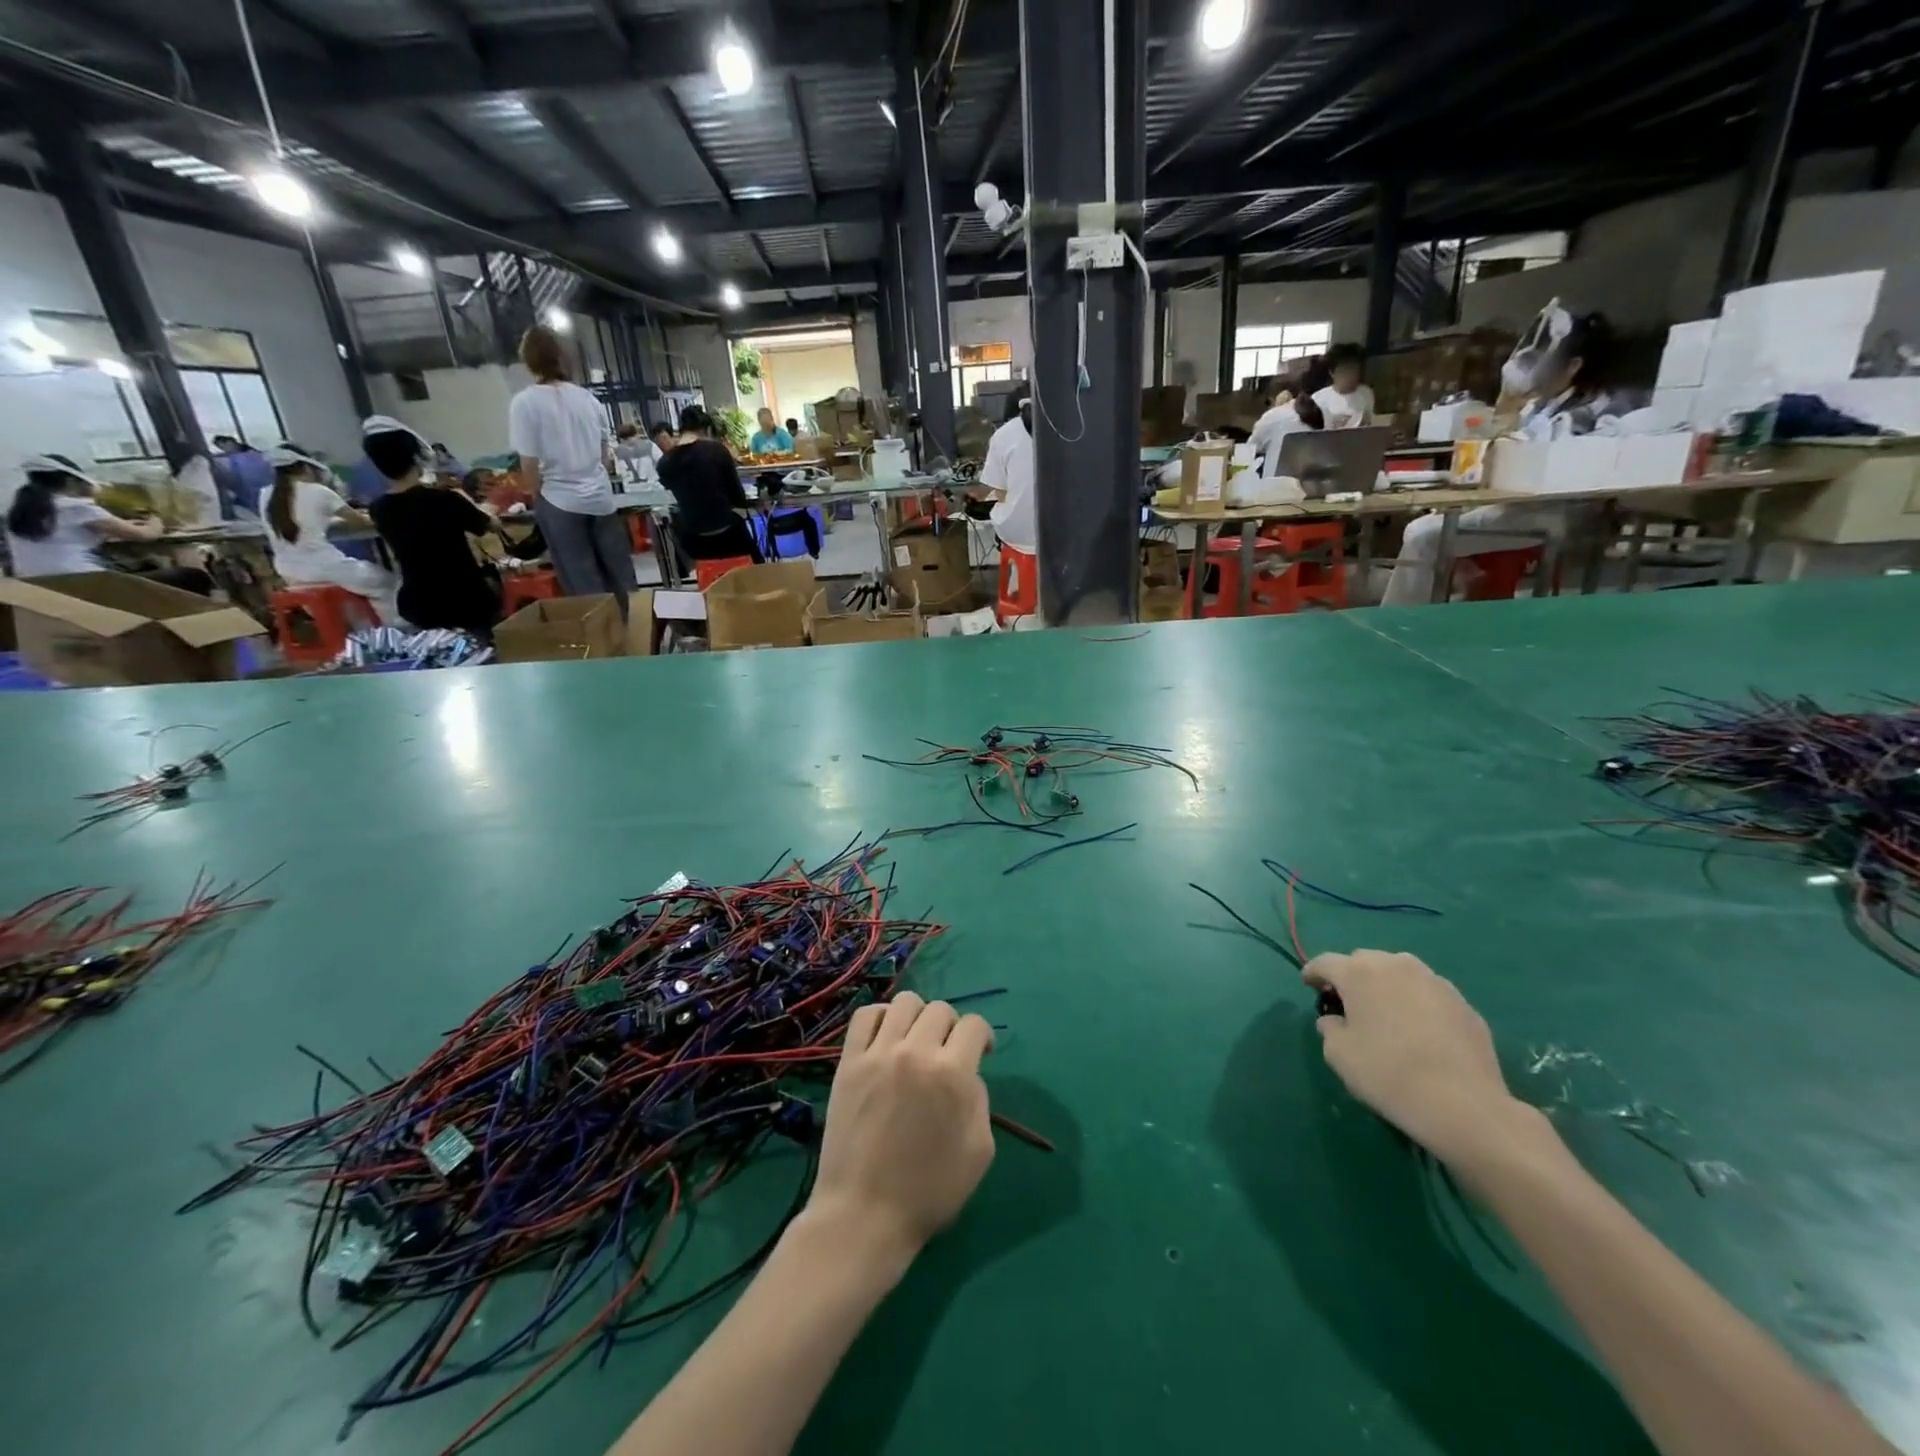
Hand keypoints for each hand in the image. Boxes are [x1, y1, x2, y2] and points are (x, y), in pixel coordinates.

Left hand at [807, 993, 995, 1265]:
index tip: (981, 1053)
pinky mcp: (849, 1061)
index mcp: (953, 1073)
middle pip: (941, 1009)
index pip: (975, 1025)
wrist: (865, 1215)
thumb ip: (979, 1100)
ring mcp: (879, 1053)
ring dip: (918, 1016)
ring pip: (905, 1002)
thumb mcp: (980, 1151)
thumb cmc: (929, 1192)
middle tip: (947, 1053)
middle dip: (952, 1027)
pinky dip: (881, 1017)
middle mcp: (916, 1052)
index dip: (983, 1037)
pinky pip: (866, 1015)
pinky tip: (887, 1038)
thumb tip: (967, 1074)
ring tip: (916, 1041)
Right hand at [1304, 950, 1536, 1168]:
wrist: (1464, 1106)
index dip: (1313, 973)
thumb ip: (1330, 1028)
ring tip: (1387, 1013)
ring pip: (1400, 972)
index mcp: (1359, 973)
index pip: (1325, 962)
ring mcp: (1434, 982)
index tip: (1309, 986)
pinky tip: (1420, 1032)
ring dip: (1387, 986)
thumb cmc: (1388, 1074)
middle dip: (1352, 977)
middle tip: (1350, 1003)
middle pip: (1364, 961)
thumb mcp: (1339, 1055)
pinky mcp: (1463, 1003)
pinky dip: (1417, 1003)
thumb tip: (1336, 1020)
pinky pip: (1428, 994)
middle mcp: (1396, 965)